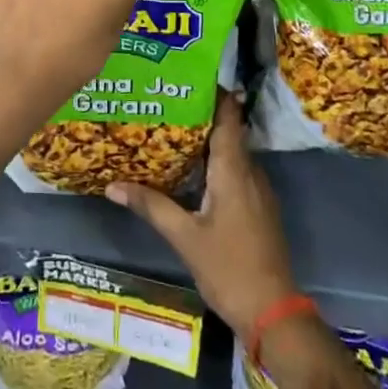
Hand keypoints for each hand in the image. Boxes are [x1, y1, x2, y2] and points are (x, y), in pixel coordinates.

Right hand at [105, 93, 299, 341]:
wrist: (274, 313)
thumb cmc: (229, 268)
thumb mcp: (185, 237)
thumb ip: (152, 206)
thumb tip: (113, 184)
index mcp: (234, 170)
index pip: (228, 116)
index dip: (214, 92)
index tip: (187, 76)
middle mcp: (250, 171)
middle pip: (227, 130)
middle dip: (200, 114)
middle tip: (165, 101)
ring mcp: (258, 190)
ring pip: (231, 152)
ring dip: (206, 139)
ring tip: (170, 130)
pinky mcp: (258, 207)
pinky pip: (235, 171)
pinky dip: (214, 162)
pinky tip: (190, 171)